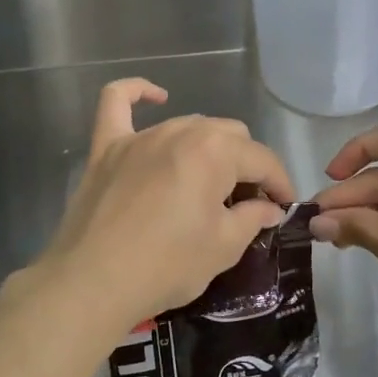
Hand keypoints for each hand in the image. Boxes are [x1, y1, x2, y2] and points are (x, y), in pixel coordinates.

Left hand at [31, 79, 295, 340]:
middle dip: (246, 166)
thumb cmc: (166, 265)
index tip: (284, 207)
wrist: (93, 283)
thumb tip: (268, 208)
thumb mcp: (223, 247)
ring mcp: (140, 136)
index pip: (261, 159)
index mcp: (215, 151)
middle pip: (229, 136)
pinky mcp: (107, 148)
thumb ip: (252, 218)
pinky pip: (118, 104)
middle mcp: (180, 131)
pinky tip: (156, 96)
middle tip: (246, 205)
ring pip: (188, 125)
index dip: (279, 183)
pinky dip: (137, 93)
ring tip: (209, 184)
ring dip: (208, 149)